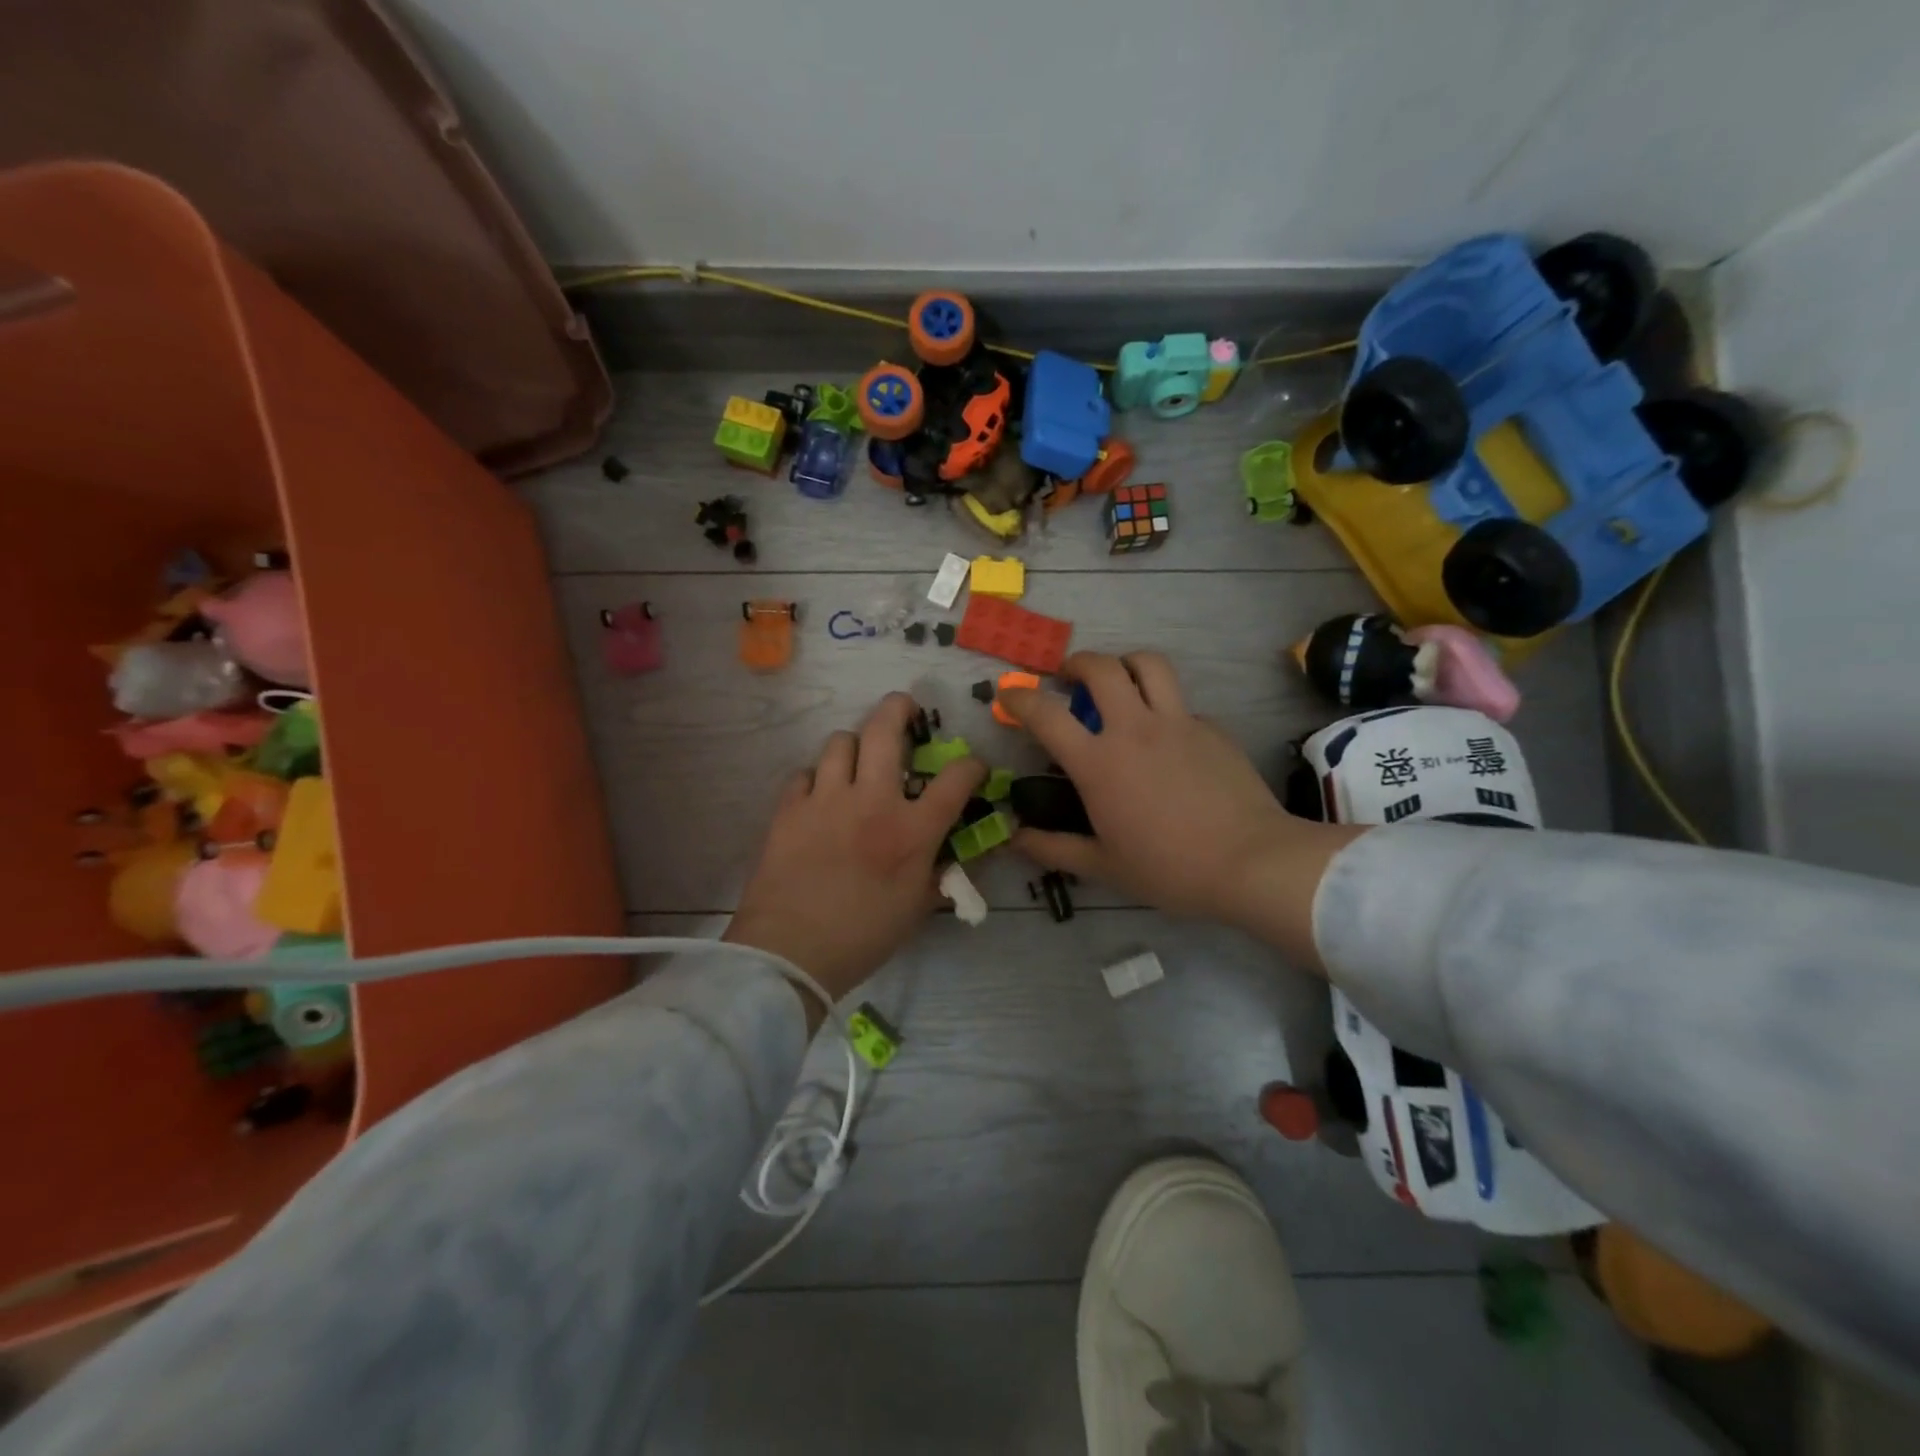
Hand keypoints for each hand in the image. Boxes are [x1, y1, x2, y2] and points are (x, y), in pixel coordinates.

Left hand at [726, 693, 985, 1021]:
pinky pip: (804, 774)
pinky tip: (819, 797)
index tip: (973, 767)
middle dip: (899, 708)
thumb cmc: (862, 937)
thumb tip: (955, 855)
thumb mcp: (917, 909)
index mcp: (912, 830)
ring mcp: (826, 799)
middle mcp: (871, 801)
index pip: (955, 779)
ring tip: (857, 760)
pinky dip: (816, 779)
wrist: (789, 952)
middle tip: (904, 708)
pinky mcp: (789, 808)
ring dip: (854, 745)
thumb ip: (940, 873)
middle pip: (885, 730)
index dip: (972, 766)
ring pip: (840, 742)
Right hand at [999, 653, 1361, 965]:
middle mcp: (1134, 729)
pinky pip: (1180, 702)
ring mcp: (1178, 722)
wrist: (1250, 862)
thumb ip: (1054, 848)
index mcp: (1099, 763)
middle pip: (1101, 668)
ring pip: (1148, 664)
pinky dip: (1163, 707)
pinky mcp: (1211, 727)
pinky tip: (1167, 738)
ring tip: (1119, 682)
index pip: (1046, 714)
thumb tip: (1015, 839)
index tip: (1009, 695)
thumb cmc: (1169, 868)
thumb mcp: (1103, 866)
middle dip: (1076, 663)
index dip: (1020, 699)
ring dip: (1125, 664)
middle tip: (1069, 677)